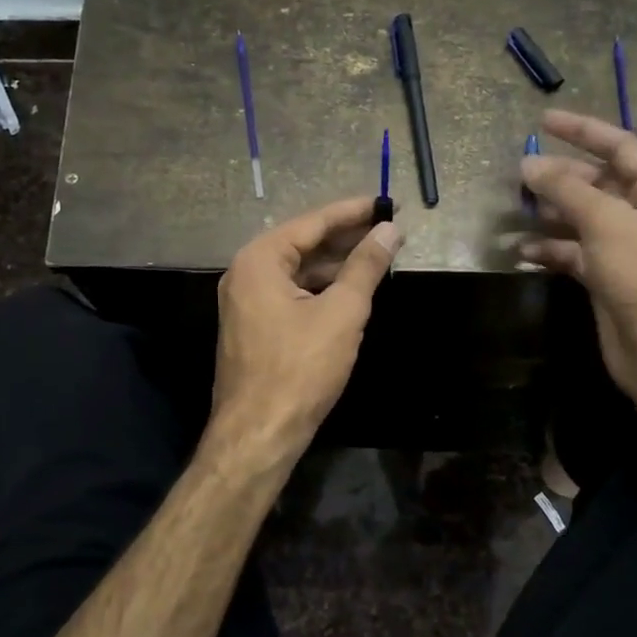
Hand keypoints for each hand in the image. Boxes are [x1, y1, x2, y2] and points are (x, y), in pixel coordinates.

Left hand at [208, 197, 402, 463]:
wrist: (258, 434)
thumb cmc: (300, 368)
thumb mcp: (342, 312)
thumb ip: (366, 266)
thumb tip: (390, 230)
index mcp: (260, 260)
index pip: (312, 222)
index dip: (351, 212)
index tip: (384, 202)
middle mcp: (246, 273)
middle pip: (303, 243)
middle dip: (345, 237)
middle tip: (388, 229)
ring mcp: (246, 301)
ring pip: (298, 271)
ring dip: (335, 264)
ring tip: (378, 256)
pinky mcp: (254, 326)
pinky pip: (291, 293)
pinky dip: (321, 288)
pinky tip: (351, 290)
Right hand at [520, 109, 636, 412]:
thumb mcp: (605, 222)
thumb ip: (566, 189)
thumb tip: (528, 164)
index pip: (620, 147)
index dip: (583, 130)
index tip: (544, 121)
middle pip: (597, 183)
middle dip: (560, 176)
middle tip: (522, 173)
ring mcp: (624, 247)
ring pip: (581, 218)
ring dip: (550, 213)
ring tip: (517, 207)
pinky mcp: (606, 277)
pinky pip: (573, 252)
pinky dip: (549, 250)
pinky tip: (521, 252)